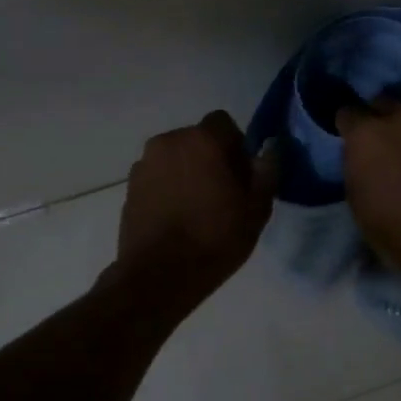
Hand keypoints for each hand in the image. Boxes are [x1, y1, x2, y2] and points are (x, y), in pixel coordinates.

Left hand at [114, 111, 276, 306]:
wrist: (159, 276)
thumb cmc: (215, 238)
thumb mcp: (257, 208)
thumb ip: (267, 170)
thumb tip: (271, 147)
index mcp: (203, 140)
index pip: (223, 123)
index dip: (236, 145)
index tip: (242, 175)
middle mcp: (169, 142)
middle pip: (197, 139)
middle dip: (211, 157)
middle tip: (223, 193)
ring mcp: (144, 164)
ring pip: (175, 158)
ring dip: (187, 172)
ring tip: (197, 208)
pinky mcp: (129, 187)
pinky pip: (157, 177)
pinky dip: (168, 188)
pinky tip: (177, 218)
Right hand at [335, 98, 400, 292]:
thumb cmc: (397, 231)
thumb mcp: (358, 200)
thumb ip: (358, 164)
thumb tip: (364, 155)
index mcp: (367, 133)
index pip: (348, 113)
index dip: (350, 128)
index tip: (353, 140)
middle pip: (385, 104)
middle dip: (382, 120)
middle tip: (388, 144)